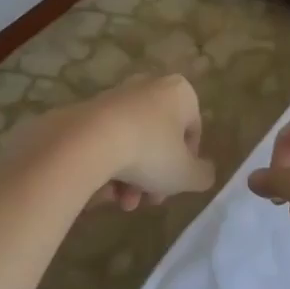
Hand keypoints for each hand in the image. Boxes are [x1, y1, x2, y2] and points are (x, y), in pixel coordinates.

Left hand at [5, 75, 215, 211]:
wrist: (87, 142)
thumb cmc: (149, 152)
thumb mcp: (187, 174)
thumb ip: (202, 175)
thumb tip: (203, 172)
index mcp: (179, 92)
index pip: (193, 132)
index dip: (187, 164)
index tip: (175, 186)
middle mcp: (148, 86)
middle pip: (160, 139)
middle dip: (155, 176)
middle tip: (148, 200)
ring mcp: (115, 96)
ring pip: (133, 143)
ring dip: (131, 177)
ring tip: (122, 202)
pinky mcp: (87, 109)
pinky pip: (107, 141)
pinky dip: (108, 165)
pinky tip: (103, 189)